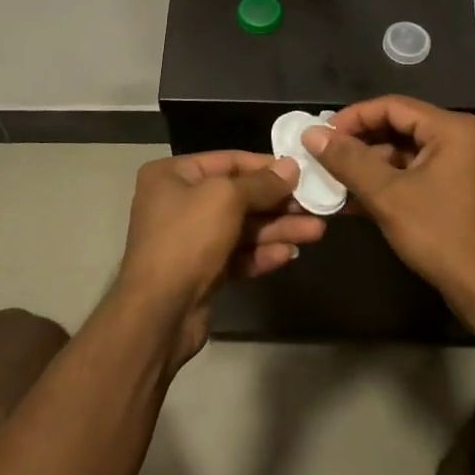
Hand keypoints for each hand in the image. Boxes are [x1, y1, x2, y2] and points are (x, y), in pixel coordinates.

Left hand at [116, 151, 327, 365]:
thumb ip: (261, 183)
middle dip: (277, 202)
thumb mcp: (226, 198)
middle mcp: (178, 203)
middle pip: (238, 196)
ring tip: (316, 231)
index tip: (301, 171)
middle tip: (315, 205)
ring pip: (242, 228)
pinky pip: (237, 255)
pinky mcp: (201, 272)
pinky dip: (262, 253)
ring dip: (277, 229)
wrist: (158, 313)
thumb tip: (290, 167)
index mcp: (173, 175)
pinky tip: (289, 254)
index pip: (228, 161)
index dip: (266, 166)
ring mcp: (189, 240)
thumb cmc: (187, 239)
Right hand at [302, 96, 474, 311]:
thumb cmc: (439, 234)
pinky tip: (353, 199)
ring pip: (404, 152)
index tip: (320, 135)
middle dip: (359, 142)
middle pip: (399, 126)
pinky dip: (386, 182)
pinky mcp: (456, 189)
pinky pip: (414, 173)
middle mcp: (461, 138)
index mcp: (452, 129)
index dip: (352, 118)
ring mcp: (461, 165)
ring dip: (369, 165)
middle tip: (323, 155)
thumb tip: (311, 134)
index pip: (392, 106)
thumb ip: (348, 160)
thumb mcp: (387, 194)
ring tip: (332, 179)